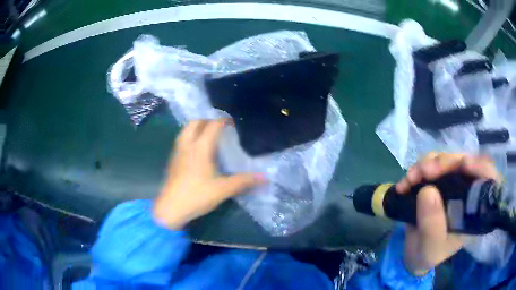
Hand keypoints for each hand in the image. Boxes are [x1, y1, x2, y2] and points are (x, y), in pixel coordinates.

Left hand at [153, 119, 264, 229]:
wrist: (170, 209)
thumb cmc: (197, 196)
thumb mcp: (222, 190)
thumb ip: (243, 182)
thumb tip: (264, 177)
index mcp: (200, 148)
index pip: (212, 126)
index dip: (223, 121)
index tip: (232, 122)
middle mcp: (187, 146)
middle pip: (194, 123)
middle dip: (207, 120)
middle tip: (219, 126)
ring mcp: (177, 153)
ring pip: (185, 131)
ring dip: (196, 128)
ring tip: (207, 135)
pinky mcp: (172, 161)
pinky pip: (181, 141)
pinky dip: (189, 138)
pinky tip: (196, 151)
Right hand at [396, 153, 501, 275]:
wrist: (414, 253)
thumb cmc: (427, 255)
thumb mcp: (430, 248)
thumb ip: (431, 226)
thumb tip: (427, 191)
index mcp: (474, 211)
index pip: (488, 180)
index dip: (480, 166)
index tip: (463, 165)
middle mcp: (468, 192)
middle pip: (465, 163)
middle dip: (445, 163)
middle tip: (424, 172)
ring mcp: (454, 183)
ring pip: (447, 159)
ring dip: (428, 163)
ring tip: (410, 178)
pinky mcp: (440, 179)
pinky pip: (433, 162)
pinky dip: (419, 167)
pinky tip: (407, 180)